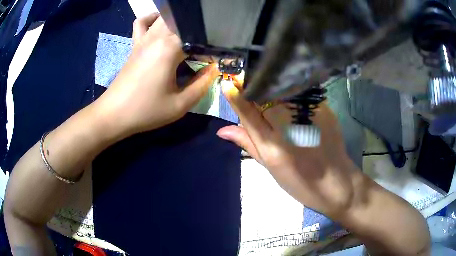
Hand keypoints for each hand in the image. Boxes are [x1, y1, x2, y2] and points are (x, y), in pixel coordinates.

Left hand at [93, 13, 218, 137]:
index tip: (216, 57)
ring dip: (179, 21)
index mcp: (169, 49)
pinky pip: (142, 23)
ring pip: (164, 17)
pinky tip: (160, 24)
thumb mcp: (179, 104)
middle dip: (197, 28)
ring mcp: (143, 39)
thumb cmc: (146, 111)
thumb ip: (202, 85)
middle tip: (205, 45)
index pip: (197, 35)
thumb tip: (214, 69)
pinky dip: (152, 18)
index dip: (211, 45)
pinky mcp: (135, 44)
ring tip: (188, 34)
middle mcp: (157, 37)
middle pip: (181, 20)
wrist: (114, 115)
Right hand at [217, 82, 357, 216]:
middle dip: (253, 89)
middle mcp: (289, 126)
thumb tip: (222, 130)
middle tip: (247, 86)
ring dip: (271, 88)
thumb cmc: (300, 183)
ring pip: (282, 91)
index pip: (248, 113)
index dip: (236, 97)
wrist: (337, 183)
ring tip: (268, 91)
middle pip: (265, 96)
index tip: (227, 83)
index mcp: (272, 146)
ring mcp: (308, 115)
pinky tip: (289, 97)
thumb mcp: (271, 168)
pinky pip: (300, 93)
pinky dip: (290, 92)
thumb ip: (248, 144)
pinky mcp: (323, 109)